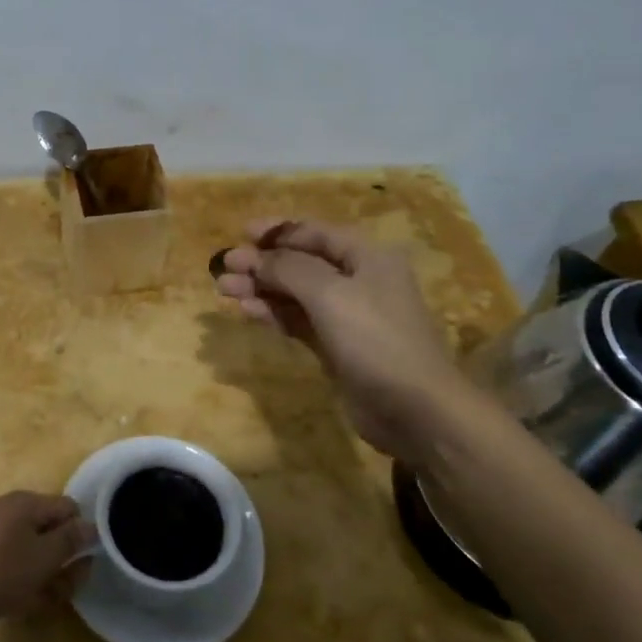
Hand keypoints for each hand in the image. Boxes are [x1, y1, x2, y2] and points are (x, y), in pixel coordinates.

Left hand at [0, 492, 92, 627]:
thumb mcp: (40, 560)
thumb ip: (68, 543)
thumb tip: (91, 526)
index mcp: (29, 503)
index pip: (69, 508)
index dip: (82, 534)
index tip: (84, 566)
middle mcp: (7, 507)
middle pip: (45, 528)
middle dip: (58, 559)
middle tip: (63, 592)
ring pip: (22, 547)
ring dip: (35, 573)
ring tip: (37, 603)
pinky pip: (1, 559)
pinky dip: (11, 578)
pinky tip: (8, 602)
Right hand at [215, 218, 476, 457]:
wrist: (417, 411)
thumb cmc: (376, 340)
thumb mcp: (330, 294)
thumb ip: (288, 268)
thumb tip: (255, 257)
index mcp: (366, 256)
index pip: (314, 232)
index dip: (277, 231)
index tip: (241, 234)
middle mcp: (358, 279)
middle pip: (301, 262)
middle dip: (262, 263)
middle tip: (224, 268)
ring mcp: (348, 315)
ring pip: (296, 292)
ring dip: (262, 288)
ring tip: (225, 290)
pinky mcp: (338, 346)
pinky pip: (299, 320)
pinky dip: (274, 313)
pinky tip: (248, 311)